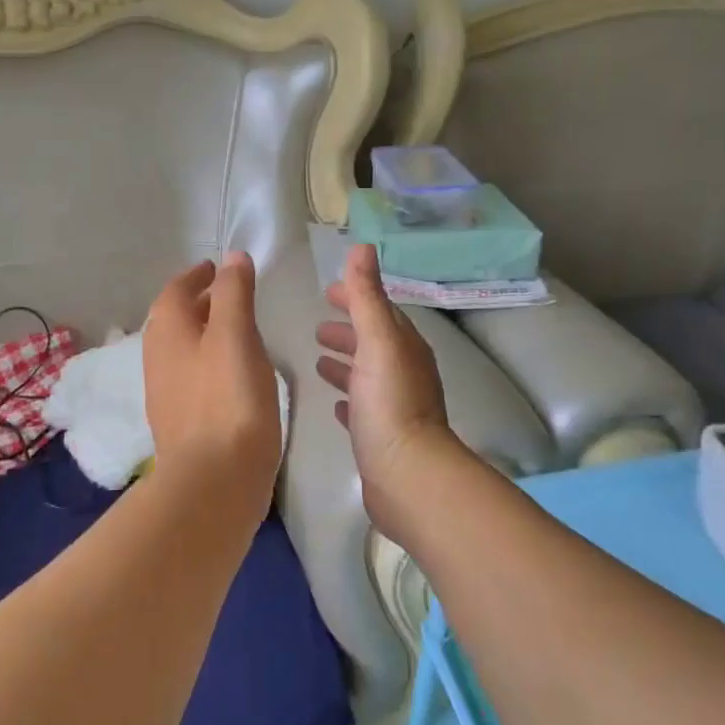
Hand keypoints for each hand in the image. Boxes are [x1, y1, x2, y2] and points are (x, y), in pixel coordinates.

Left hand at [143, 252, 283, 510]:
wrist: (213, 481)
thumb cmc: (228, 399)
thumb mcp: (236, 336)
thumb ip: (233, 293)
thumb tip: (231, 258)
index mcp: (167, 330)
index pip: (176, 290)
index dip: (197, 276)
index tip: (217, 269)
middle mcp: (158, 357)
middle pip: (176, 319)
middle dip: (200, 302)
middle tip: (231, 295)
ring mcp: (166, 392)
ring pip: (183, 349)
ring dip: (205, 333)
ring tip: (237, 331)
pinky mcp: (181, 422)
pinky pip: (192, 376)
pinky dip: (209, 362)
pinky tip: (233, 375)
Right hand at [316, 244, 455, 536]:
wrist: (407, 477)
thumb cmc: (389, 403)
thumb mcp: (377, 340)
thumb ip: (367, 295)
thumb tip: (362, 247)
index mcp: (405, 347)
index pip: (380, 311)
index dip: (356, 298)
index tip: (328, 292)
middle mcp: (404, 372)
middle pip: (374, 342)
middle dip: (348, 330)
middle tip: (317, 326)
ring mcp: (395, 406)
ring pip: (368, 375)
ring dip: (346, 362)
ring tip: (317, 358)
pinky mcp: (383, 437)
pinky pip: (364, 408)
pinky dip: (349, 398)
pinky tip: (334, 404)